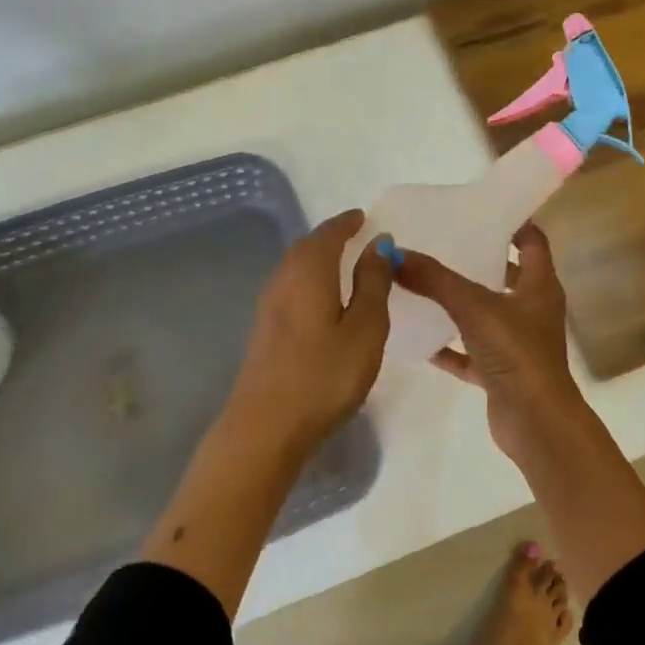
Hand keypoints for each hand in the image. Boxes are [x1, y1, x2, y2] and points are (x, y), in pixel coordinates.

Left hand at [224, 209, 391, 456]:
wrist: (265, 427)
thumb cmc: (324, 376)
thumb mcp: (365, 329)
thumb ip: (373, 283)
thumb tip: (379, 243)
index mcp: (309, 273)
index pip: (328, 234)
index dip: (346, 223)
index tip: (363, 217)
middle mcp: (283, 281)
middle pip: (306, 247)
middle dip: (330, 237)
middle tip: (355, 235)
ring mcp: (268, 307)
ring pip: (295, 268)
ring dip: (318, 258)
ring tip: (342, 263)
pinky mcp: (264, 331)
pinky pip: (290, 288)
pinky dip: (309, 280)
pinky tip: (321, 299)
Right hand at [393, 224, 592, 464]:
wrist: (535, 423)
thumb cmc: (516, 353)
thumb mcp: (474, 307)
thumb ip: (434, 280)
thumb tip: (394, 253)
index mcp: (540, 286)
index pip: (532, 241)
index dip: (512, 223)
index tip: (479, 208)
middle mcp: (533, 310)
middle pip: (507, 275)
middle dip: (478, 259)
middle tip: (441, 242)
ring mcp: (518, 343)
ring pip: (486, 314)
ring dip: (460, 302)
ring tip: (423, 282)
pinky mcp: (501, 372)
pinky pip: (470, 353)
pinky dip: (448, 346)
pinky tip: (419, 337)